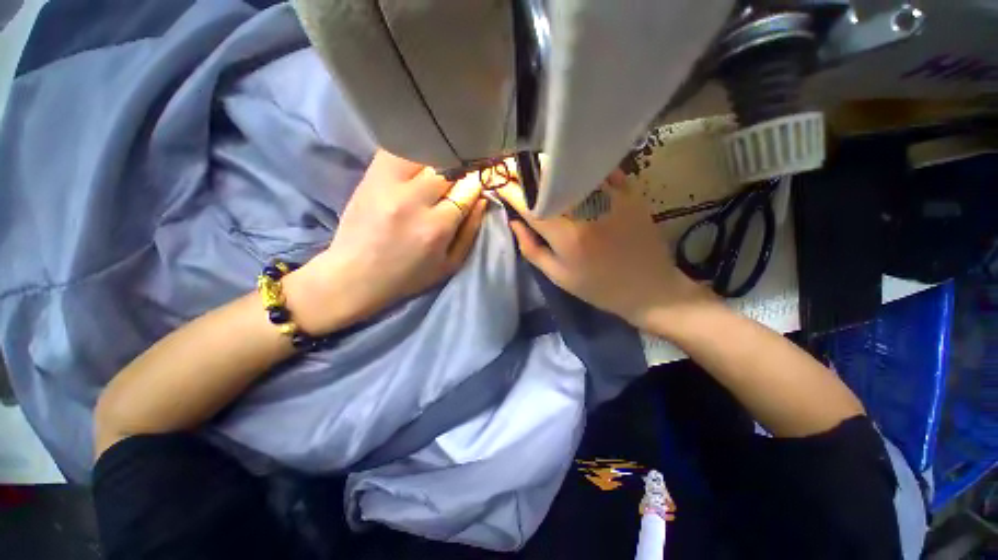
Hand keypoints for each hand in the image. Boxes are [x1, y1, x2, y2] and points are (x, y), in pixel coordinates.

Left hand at [287, 150, 486, 332]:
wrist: (355, 275)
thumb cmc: (409, 276)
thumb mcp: (449, 265)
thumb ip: (470, 232)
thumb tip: (481, 199)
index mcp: (436, 228)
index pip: (467, 188)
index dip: (476, 182)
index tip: (478, 181)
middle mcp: (413, 201)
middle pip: (447, 166)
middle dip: (459, 168)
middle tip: (461, 174)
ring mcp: (388, 185)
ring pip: (423, 152)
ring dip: (437, 157)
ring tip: (440, 166)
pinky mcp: (369, 177)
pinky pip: (395, 149)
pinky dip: (411, 150)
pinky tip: (416, 160)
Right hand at [497, 170, 707, 328]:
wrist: (649, 289)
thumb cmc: (599, 288)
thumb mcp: (558, 276)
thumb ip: (531, 248)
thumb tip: (513, 221)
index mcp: (566, 235)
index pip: (530, 204)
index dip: (510, 190)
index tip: (496, 182)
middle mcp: (587, 209)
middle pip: (549, 178)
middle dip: (525, 170)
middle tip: (511, 169)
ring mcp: (611, 197)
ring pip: (572, 169)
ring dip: (549, 167)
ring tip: (536, 171)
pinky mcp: (629, 193)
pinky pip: (599, 170)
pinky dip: (581, 169)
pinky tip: (572, 172)